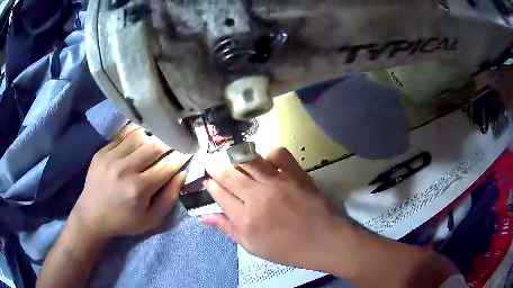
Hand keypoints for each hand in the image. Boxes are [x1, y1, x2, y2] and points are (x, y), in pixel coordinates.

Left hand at [70, 124, 189, 239]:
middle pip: (154, 146)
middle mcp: (125, 169)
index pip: (167, 166)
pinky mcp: (102, 151)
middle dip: (169, 143)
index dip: (181, 157)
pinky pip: (122, 134)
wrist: (92, 215)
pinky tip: (142, 133)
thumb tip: (181, 174)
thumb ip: (169, 199)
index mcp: (139, 189)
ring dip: (153, 135)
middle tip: (176, 141)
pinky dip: (135, 132)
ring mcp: (111, 157)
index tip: (189, 151)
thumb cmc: (124, 221)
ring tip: (160, 136)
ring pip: (139, 136)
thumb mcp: (151, 220)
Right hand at [202, 147, 352, 270]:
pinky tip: (266, 162)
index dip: (211, 185)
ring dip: (236, 158)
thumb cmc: (287, 249)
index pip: (220, 194)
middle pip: (229, 174)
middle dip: (216, 167)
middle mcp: (257, 196)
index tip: (207, 180)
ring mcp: (277, 182)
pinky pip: (277, 154)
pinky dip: (268, 154)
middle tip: (212, 164)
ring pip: (248, 161)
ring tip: (232, 159)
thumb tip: (203, 217)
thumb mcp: (253, 246)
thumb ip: (228, 230)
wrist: (324, 240)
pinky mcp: (295, 174)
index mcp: (245, 218)